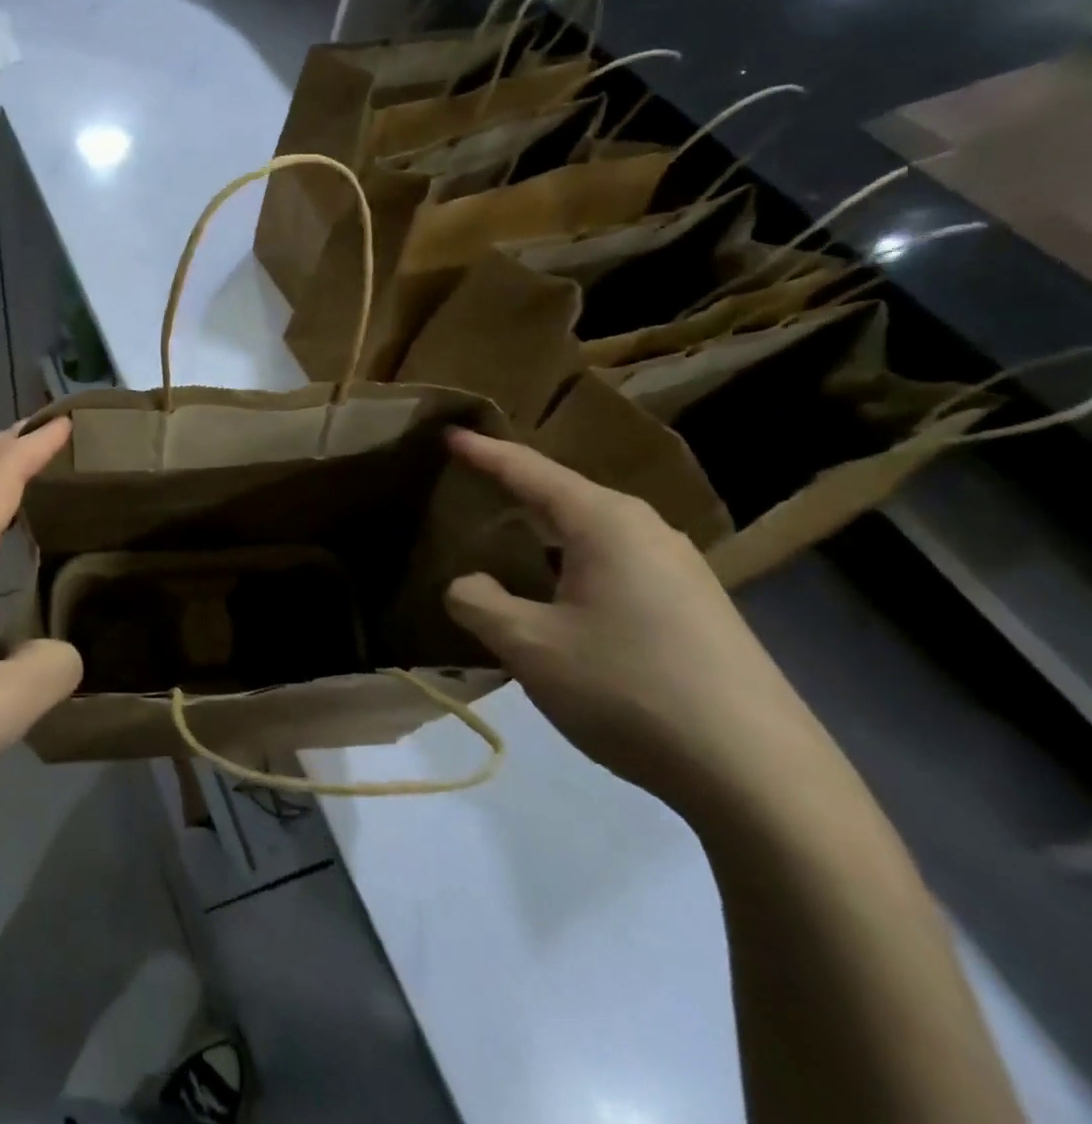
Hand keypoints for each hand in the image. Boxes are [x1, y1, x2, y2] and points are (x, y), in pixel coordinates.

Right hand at [443, 428, 834, 819]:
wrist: (763, 778)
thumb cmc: (630, 689)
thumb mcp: (530, 646)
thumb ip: (479, 603)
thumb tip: (469, 584)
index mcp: (605, 523)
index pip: (529, 471)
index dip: (483, 452)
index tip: (448, 433)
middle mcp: (647, 531)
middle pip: (565, 495)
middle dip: (515, 489)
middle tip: (469, 484)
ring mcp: (680, 570)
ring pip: (593, 534)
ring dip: (546, 533)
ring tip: (506, 540)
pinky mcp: (696, 609)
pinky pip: (617, 566)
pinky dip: (574, 565)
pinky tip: (561, 598)